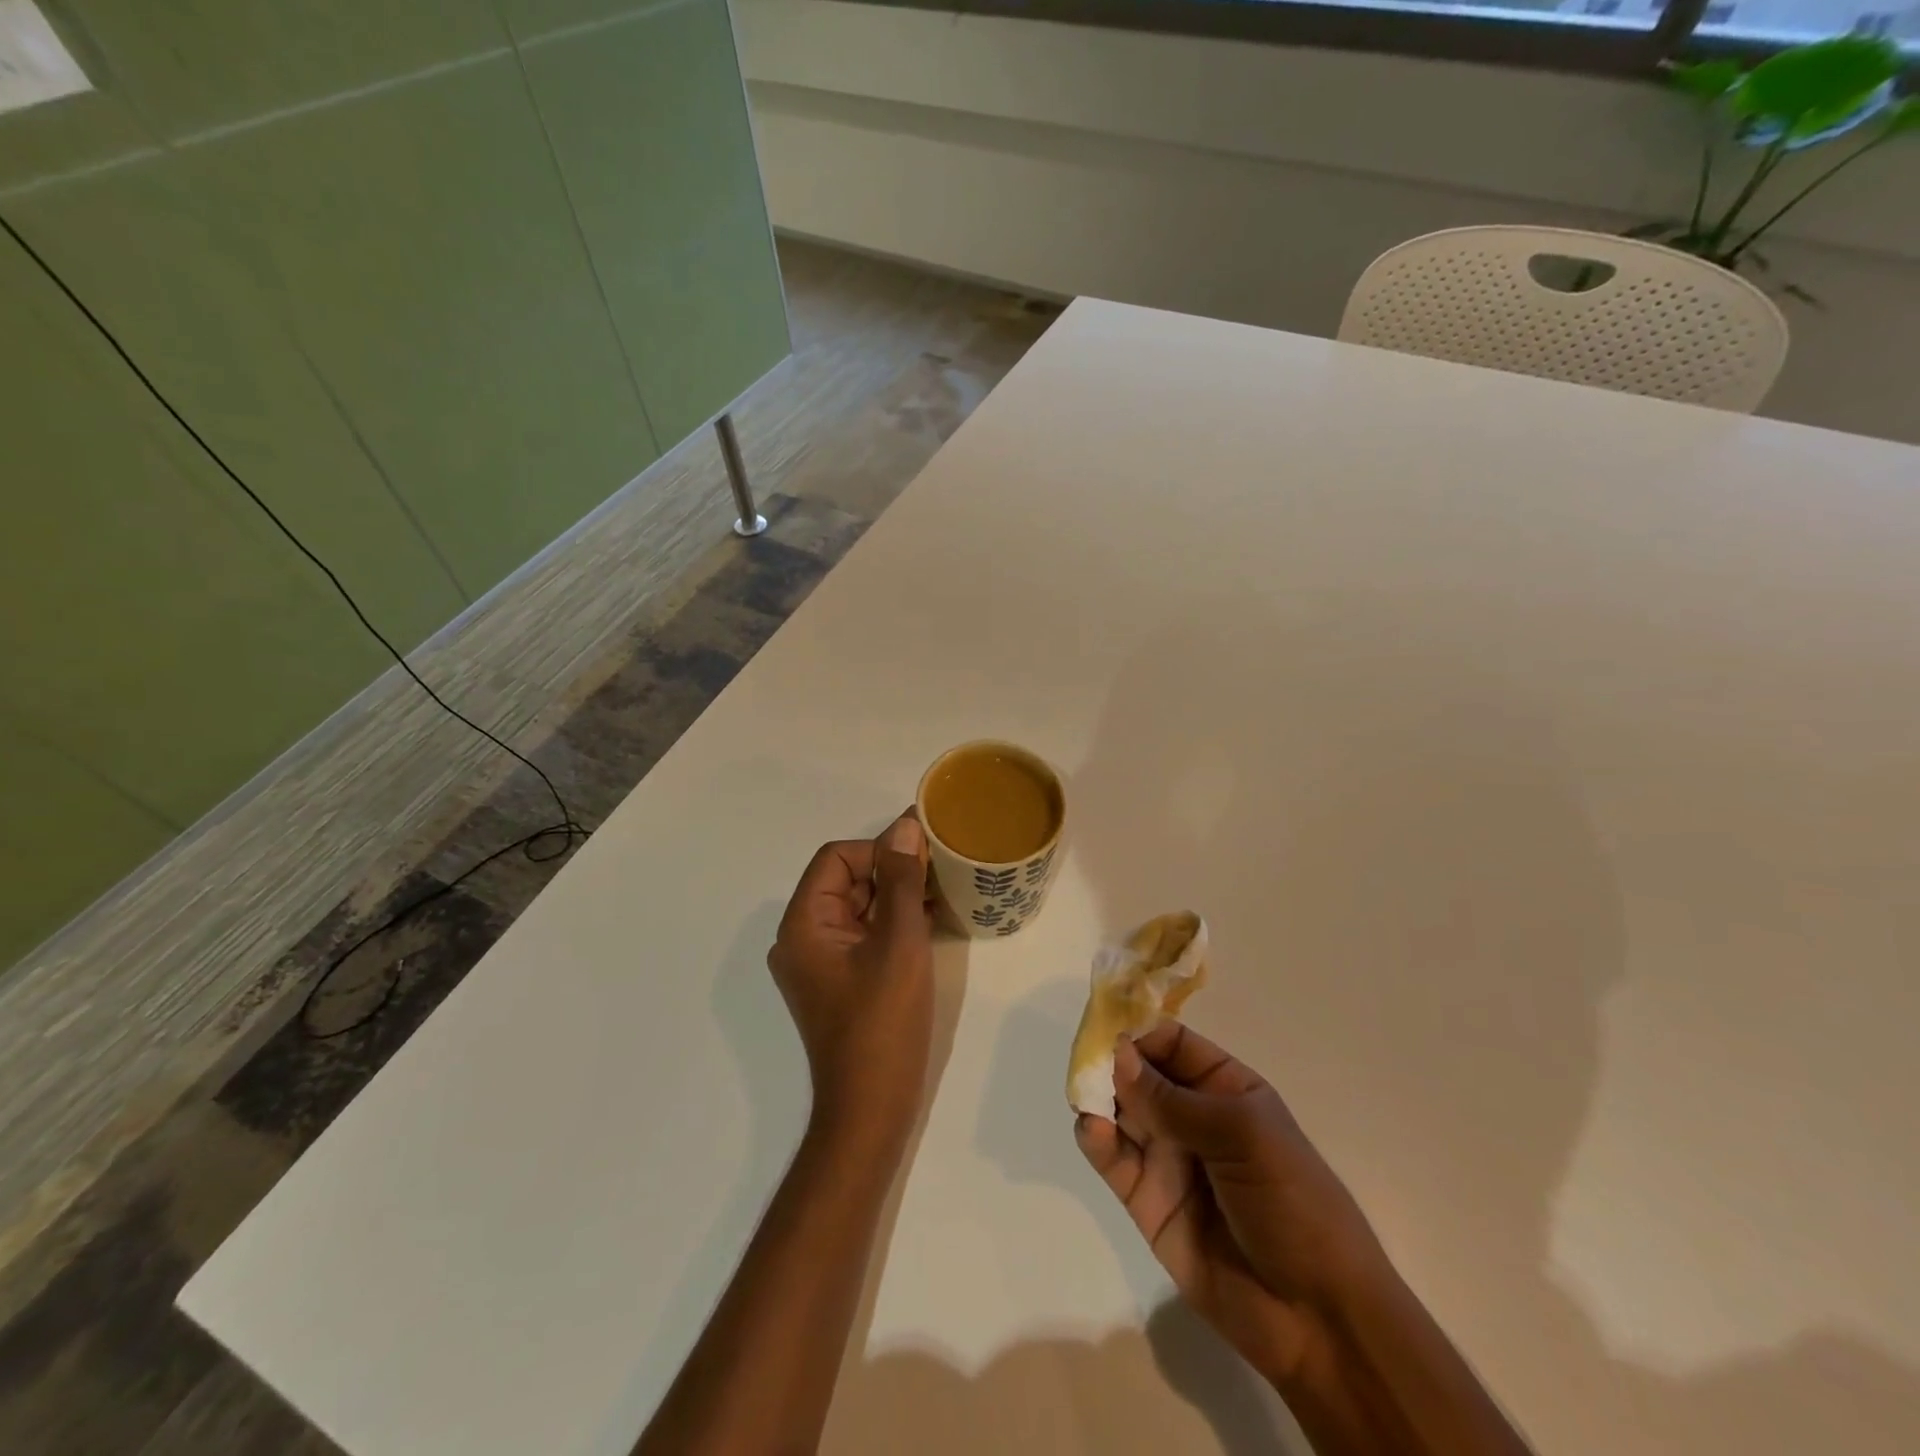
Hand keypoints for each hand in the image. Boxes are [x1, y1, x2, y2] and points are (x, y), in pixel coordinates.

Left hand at [768, 814, 933, 1150]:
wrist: (871, 1110)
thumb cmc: (883, 1023)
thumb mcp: (899, 943)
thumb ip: (901, 880)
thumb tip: (904, 825)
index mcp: (803, 924)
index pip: (836, 858)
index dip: (878, 849)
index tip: (923, 857)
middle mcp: (803, 937)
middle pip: (846, 880)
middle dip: (892, 871)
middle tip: (941, 871)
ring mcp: (821, 962)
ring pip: (859, 907)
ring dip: (897, 896)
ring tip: (942, 892)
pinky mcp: (840, 981)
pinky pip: (865, 935)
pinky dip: (894, 923)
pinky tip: (931, 920)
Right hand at [1075, 1023, 1386, 1388]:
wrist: (1317, 1319)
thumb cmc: (1294, 1205)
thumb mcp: (1243, 1136)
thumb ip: (1174, 1099)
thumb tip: (1117, 1055)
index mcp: (1225, 1088)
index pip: (1171, 1043)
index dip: (1139, 1031)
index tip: (1105, 1027)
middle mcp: (1192, 1116)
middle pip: (1138, 1074)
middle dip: (1110, 1062)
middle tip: (1083, 1061)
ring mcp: (1167, 1158)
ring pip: (1119, 1112)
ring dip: (1097, 1097)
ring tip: (1084, 1096)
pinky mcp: (1146, 1200)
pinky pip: (1113, 1159)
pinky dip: (1095, 1139)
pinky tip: (1092, 1130)